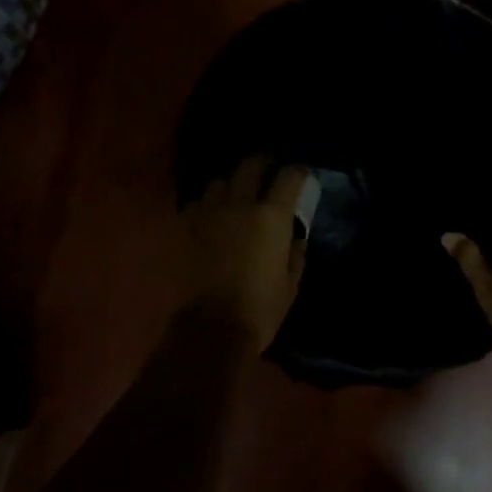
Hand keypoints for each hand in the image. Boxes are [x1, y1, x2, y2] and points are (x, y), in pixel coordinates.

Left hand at [179, 156, 309, 348]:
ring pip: (220, 180)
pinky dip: (208, 203)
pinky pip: (199, 202)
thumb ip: (296, 253)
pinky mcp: (189, 227)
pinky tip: (213, 214)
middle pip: (250, 165)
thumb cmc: (261, 308)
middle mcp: (240, 204)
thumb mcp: (291, 282)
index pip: (289, 176)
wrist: (213, 327)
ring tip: (238, 194)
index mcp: (271, 216)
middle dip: (263, 164)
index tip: (302, 175)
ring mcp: (210, 213)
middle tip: (269, 173)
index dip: (298, 172)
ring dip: (232, 183)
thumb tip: (294, 237)